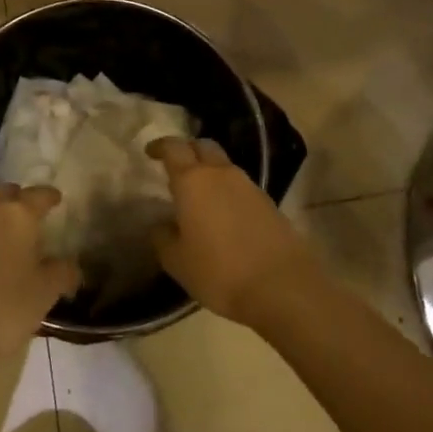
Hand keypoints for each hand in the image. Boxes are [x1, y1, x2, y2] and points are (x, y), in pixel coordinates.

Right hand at [147, 138, 316, 324]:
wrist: (282, 285)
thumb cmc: (219, 271)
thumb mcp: (177, 262)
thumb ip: (163, 238)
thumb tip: (161, 225)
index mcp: (193, 181)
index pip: (174, 148)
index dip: (160, 146)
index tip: (150, 152)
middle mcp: (221, 174)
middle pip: (203, 146)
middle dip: (187, 150)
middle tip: (175, 166)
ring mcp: (249, 185)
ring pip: (224, 165)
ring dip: (209, 170)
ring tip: (198, 193)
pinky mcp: (268, 202)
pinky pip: (240, 185)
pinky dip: (226, 189)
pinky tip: (222, 212)